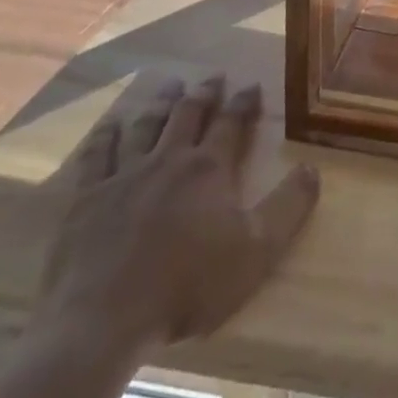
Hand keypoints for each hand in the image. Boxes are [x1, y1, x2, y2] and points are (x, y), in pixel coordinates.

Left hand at [33, 78, 318, 360]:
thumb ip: (289, 207)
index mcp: (209, 169)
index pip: (231, 123)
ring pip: (146, 126)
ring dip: (160, 103)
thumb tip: (312, 167)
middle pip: (188, 115)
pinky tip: (112, 125)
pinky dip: (106, 136)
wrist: (103, 321)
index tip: (252, 84)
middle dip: (204, 93)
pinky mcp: (86, 199)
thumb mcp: (257, 250)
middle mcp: (168, 160)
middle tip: (213, 76)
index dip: (243, 102)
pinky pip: (97, 156)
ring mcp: (123, 176)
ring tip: (170, 85)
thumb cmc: (188, 286)